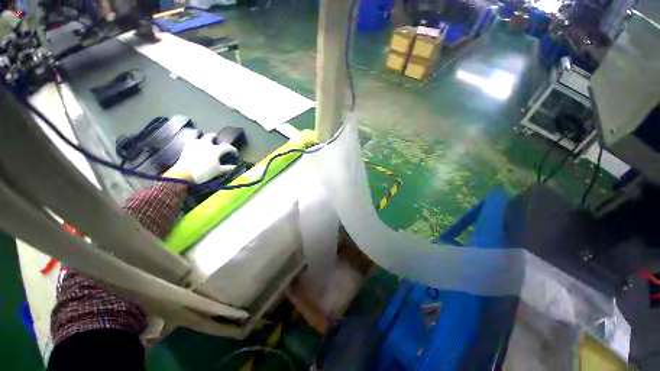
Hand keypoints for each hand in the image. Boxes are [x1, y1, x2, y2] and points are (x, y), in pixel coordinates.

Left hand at [166, 133, 237, 182]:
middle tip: (216, 140)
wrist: (185, 174)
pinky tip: (196, 149)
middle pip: (210, 136)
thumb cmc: (204, 172)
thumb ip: (227, 168)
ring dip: (203, 140)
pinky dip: (195, 145)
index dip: (232, 149)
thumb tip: (234, 167)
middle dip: (214, 137)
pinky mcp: (186, 149)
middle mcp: (205, 144)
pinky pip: (191, 143)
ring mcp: (194, 145)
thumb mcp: (218, 171)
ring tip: (205, 144)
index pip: (227, 147)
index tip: (235, 153)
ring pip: (200, 138)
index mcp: (215, 149)